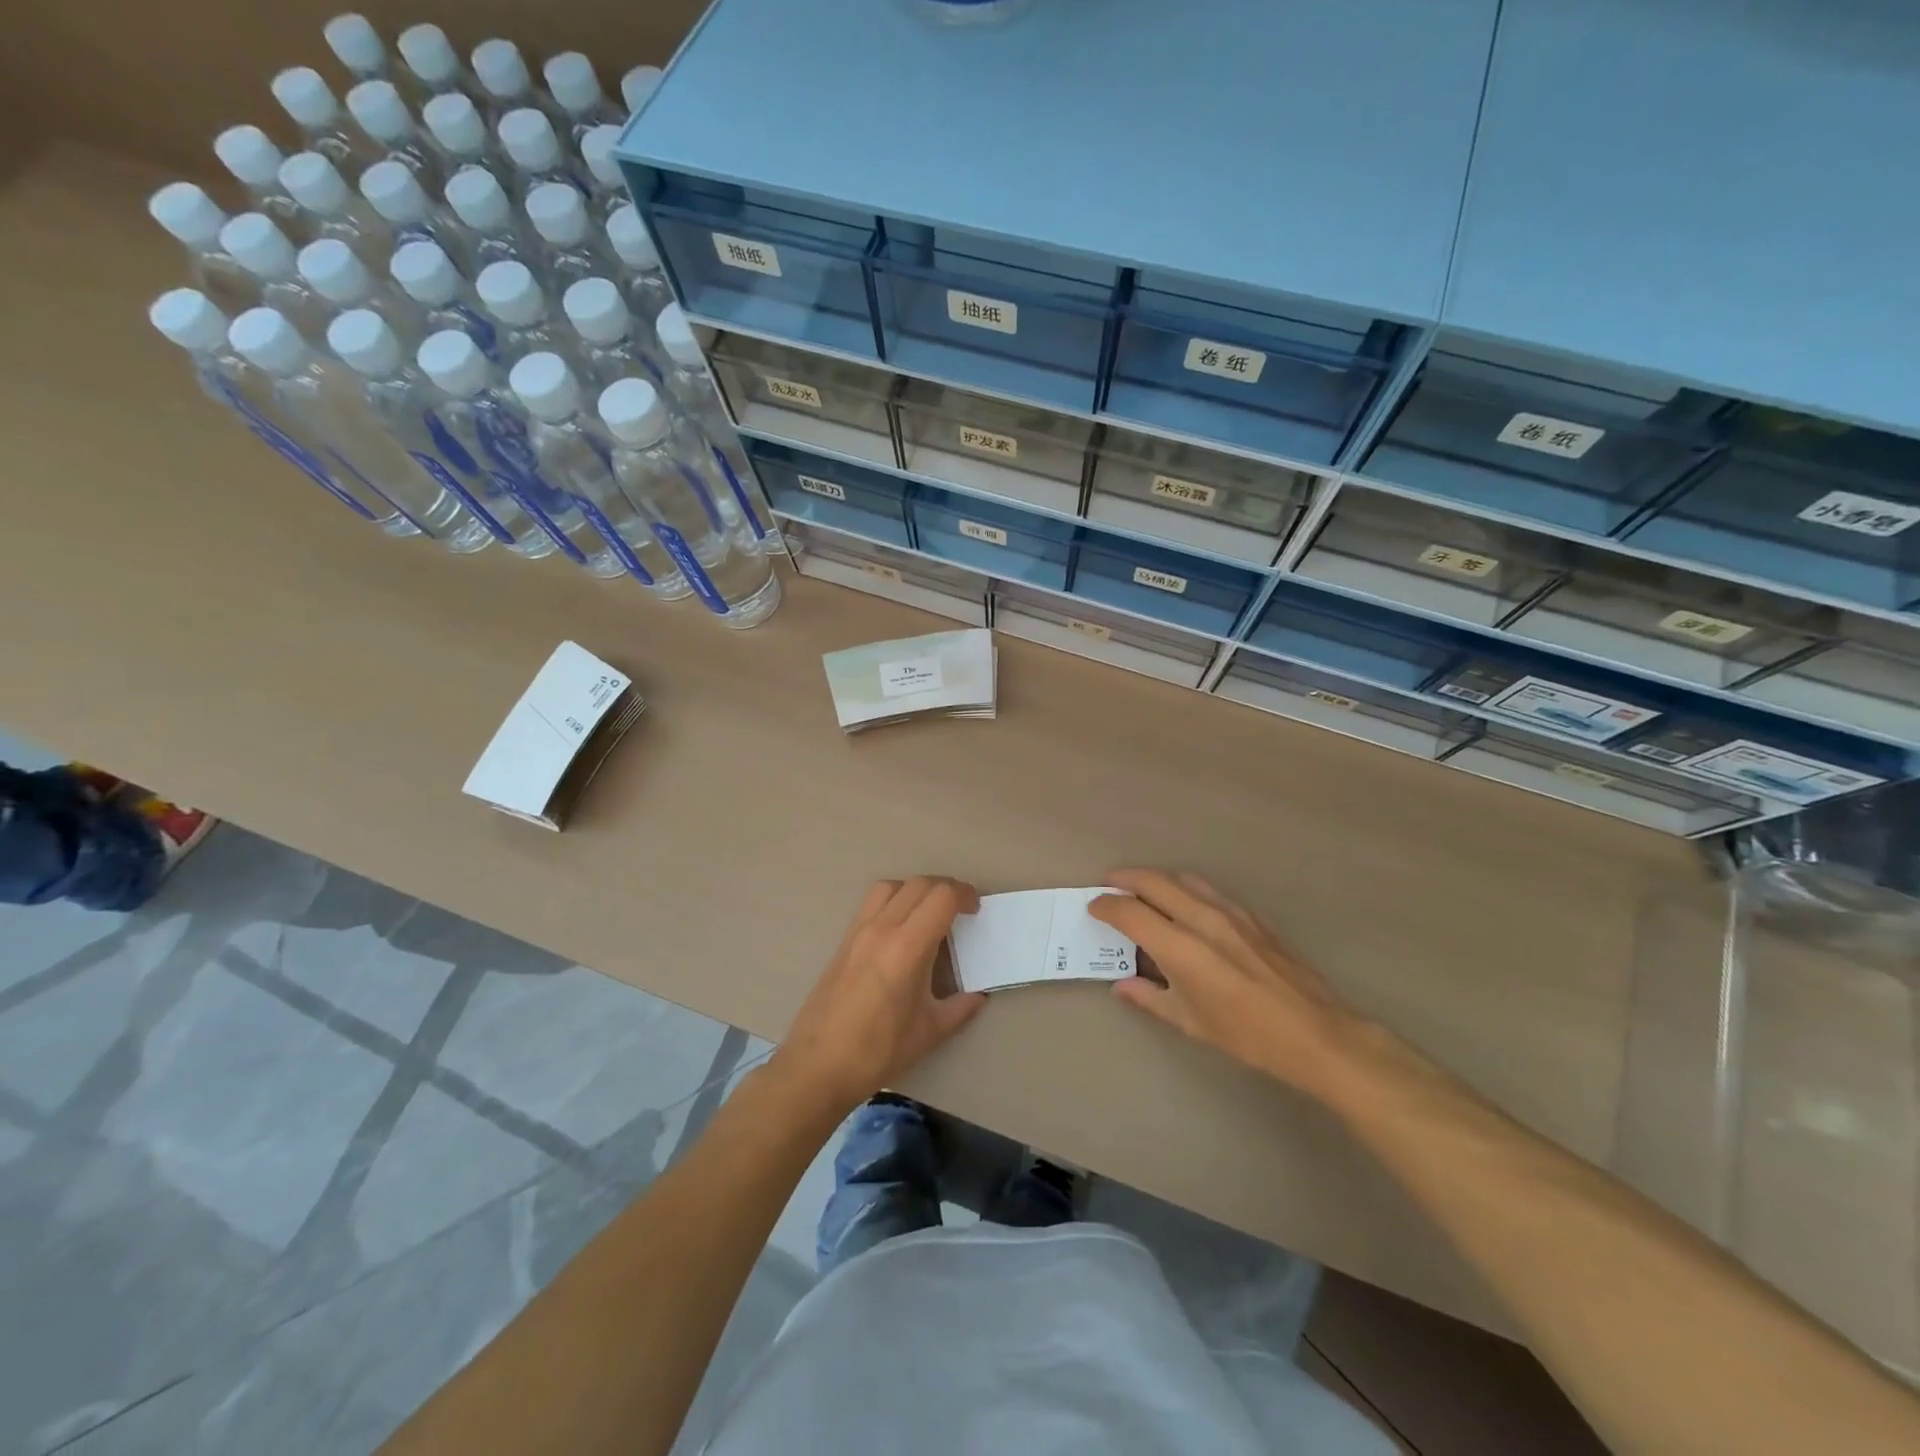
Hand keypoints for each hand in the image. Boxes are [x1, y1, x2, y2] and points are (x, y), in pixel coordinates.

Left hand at [770, 877, 987, 1115]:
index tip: (975, 910)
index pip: (941, 897)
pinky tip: (900, 930)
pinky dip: (893, 901)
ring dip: (916, 890)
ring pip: (891, 886)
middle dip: (945, 889)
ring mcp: (858, 931)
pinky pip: (872, 903)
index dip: (964, 895)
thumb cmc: (878, 1051)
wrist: (817, 1066)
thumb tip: (977, 996)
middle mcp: (882, 928)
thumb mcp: (929, 1032)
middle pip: (919, 884)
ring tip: (928, 914)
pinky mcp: (843, 941)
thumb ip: (959, 1008)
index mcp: (907, 947)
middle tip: (960, 910)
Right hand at [1091, 869, 1366, 1102]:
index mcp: (1181, 948)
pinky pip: (1209, 890)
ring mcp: (1230, 912)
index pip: (1130, 912)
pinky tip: (1186, 905)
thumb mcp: (1190, 1023)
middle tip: (1108, 885)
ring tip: (1143, 890)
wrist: (1316, 1033)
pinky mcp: (1252, 915)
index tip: (1093, 908)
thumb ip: (1150, 998)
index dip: (1106, 906)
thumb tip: (1122, 985)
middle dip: (1125, 879)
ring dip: (1156, 879)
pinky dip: (1186, 888)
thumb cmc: (1247, 1035)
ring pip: (1183, 879)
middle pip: (1153, 881)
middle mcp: (1202, 919)